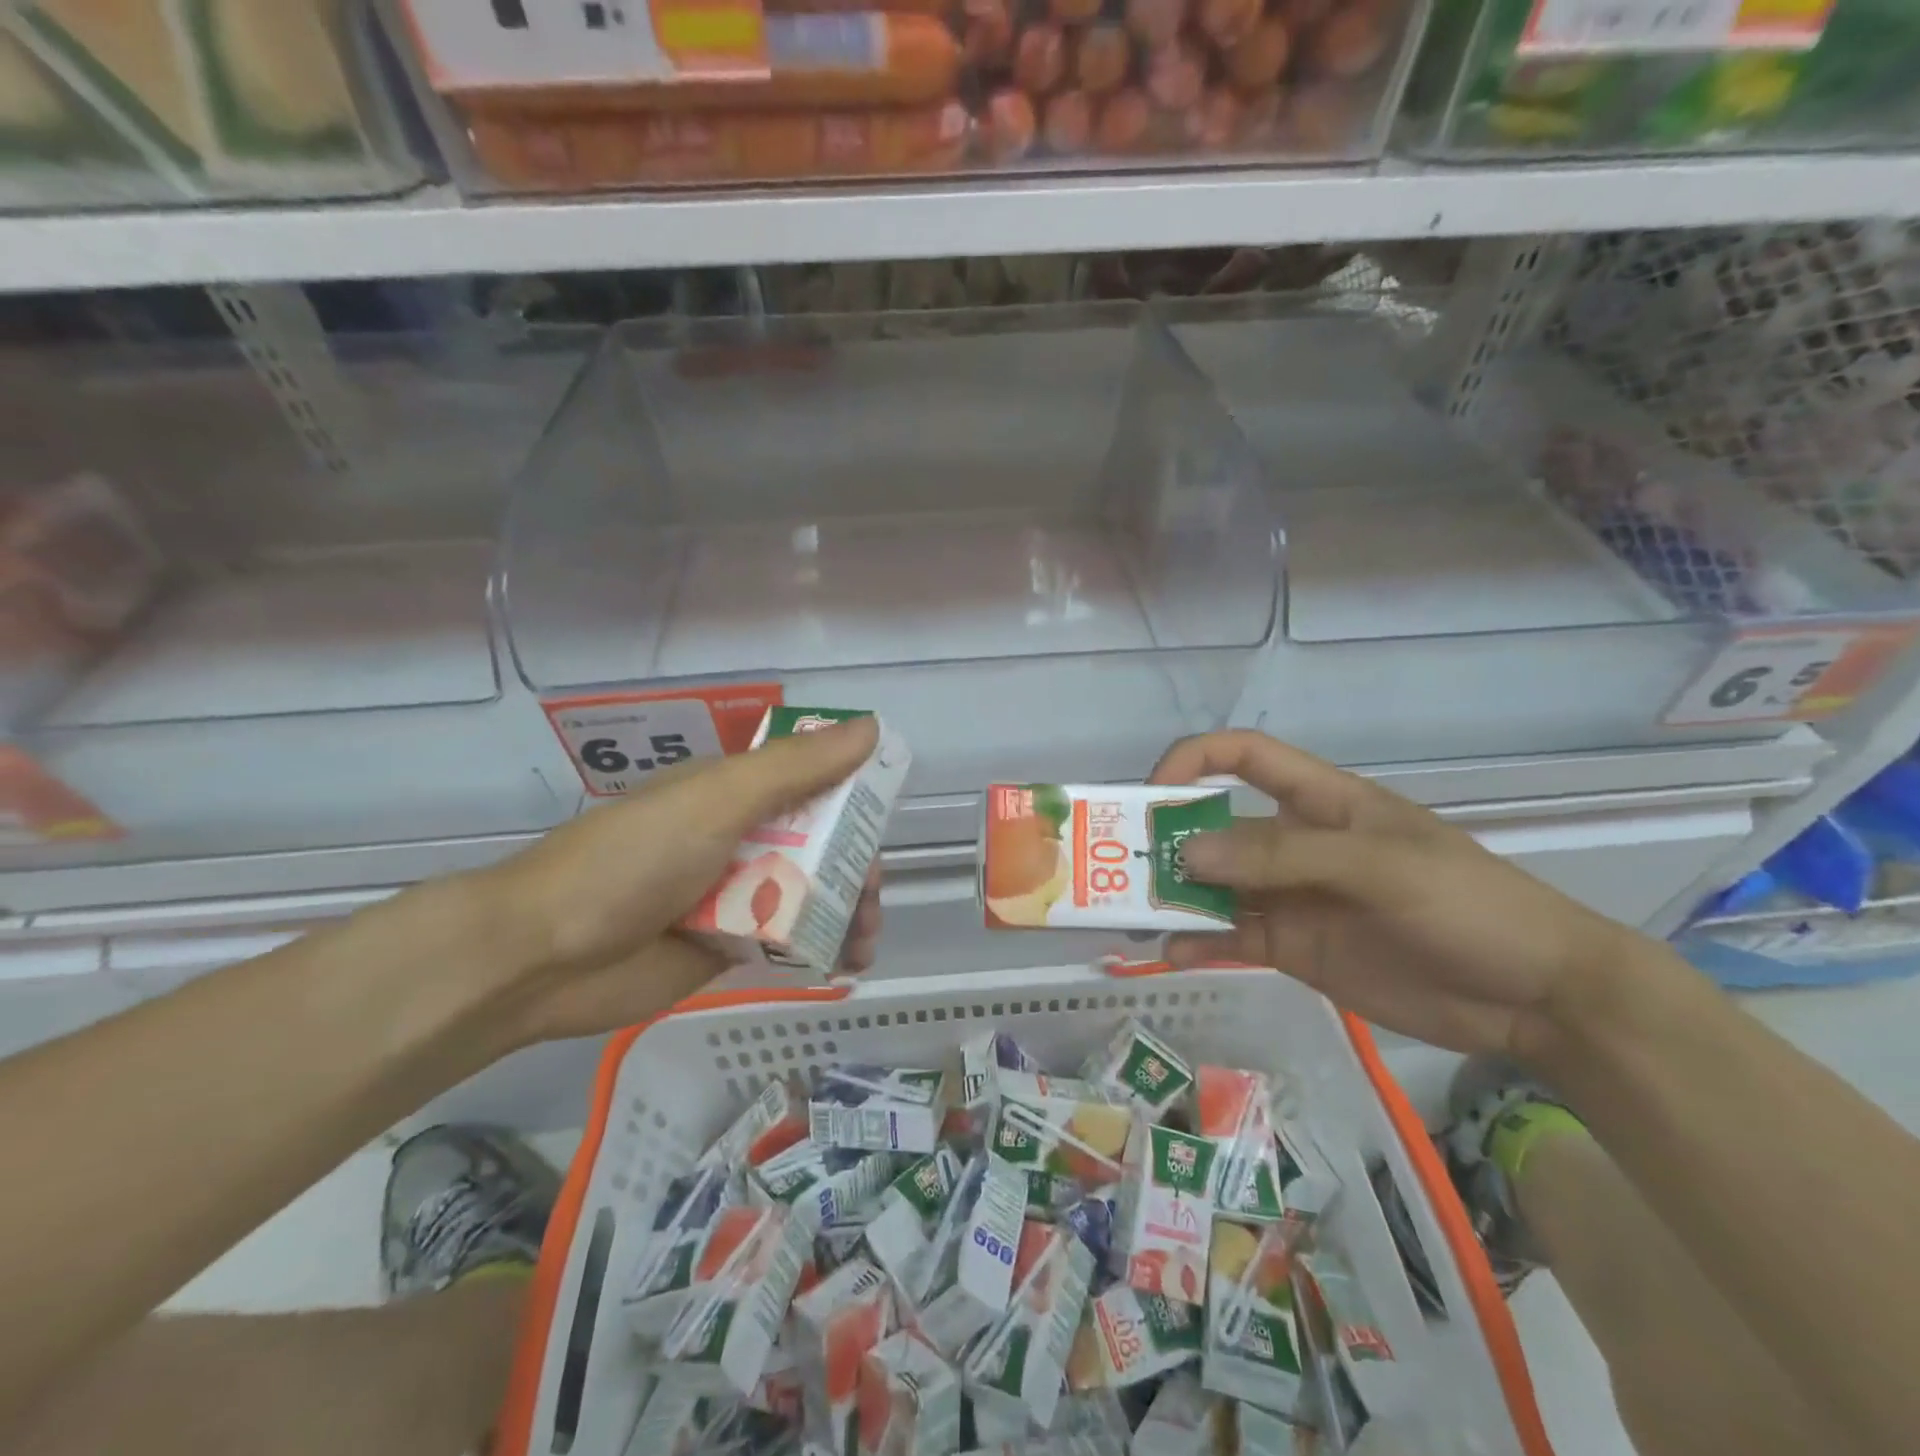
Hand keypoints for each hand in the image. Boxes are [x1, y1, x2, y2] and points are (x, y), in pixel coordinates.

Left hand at [465, 716, 883, 1047]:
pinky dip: (821, 947)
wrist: (542, 957)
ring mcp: (732, 893)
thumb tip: (871, 727)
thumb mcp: (717, 802)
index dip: (854, 797)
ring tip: (862, 943)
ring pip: (810, 893)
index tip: (882, 823)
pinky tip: (844, 963)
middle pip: (820, 843)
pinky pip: (787, 939)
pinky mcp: (726, 945)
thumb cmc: (633, 861)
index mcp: (734, 791)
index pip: (813, 782)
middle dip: (855, 868)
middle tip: (869, 899)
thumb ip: (796, 769)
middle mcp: (738, 836)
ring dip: (846, 911)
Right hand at [1150, 731, 1632, 1059]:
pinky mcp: (1294, 946)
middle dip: (1168, 837)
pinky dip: (1199, 941)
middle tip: (1121, 864)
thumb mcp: (1378, 865)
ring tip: (1134, 912)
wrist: (1536, 998)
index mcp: (1320, 801)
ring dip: (1174, 893)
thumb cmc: (1466, 904)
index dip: (1193, 761)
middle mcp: (1295, 843)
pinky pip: (1232, 937)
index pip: (1244, 757)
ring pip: (1216, 885)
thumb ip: (1283, 855)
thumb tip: (1189, 853)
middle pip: (1216, 825)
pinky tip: (1174, 952)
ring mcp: (1292, 897)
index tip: (1151, 794)